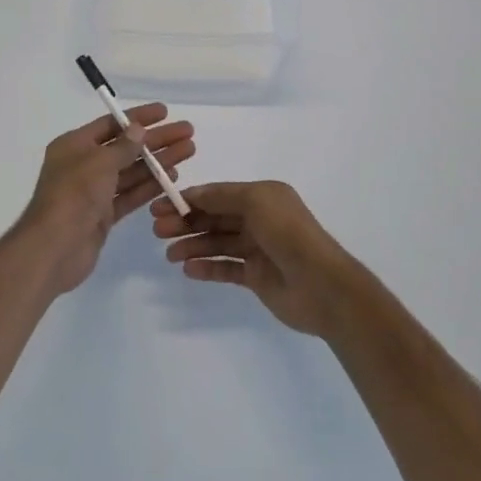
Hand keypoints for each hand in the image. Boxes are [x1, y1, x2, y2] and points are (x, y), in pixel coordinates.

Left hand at [16, 105, 195, 297]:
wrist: (54, 248)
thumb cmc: (73, 195)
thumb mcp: (99, 162)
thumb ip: (123, 146)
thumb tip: (138, 129)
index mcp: (74, 145)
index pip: (111, 124)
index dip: (138, 117)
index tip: (165, 112)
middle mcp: (84, 165)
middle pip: (126, 147)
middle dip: (156, 140)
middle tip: (187, 132)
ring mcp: (94, 192)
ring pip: (132, 171)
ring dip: (159, 162)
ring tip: (188, 151)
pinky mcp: (104, 215)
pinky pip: (130, 195)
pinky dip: (150, 186)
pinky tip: (173, 178)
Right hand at [151, 181, 366, 337]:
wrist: (322, 285)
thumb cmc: (289, 234)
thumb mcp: (256, 202)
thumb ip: (222, 196)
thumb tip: (193, 194)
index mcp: (262, 197)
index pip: (218, 195)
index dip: (189, 199)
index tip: (159, 206)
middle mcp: (260, 220)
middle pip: (215, 218)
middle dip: (186, 222)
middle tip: (158, 231)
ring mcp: (258, 249)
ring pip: (218, 243)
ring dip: (192, 246)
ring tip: (170, 255)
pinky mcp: (256, 277)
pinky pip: (226, 268)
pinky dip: (207, 267)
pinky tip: (188, 269)